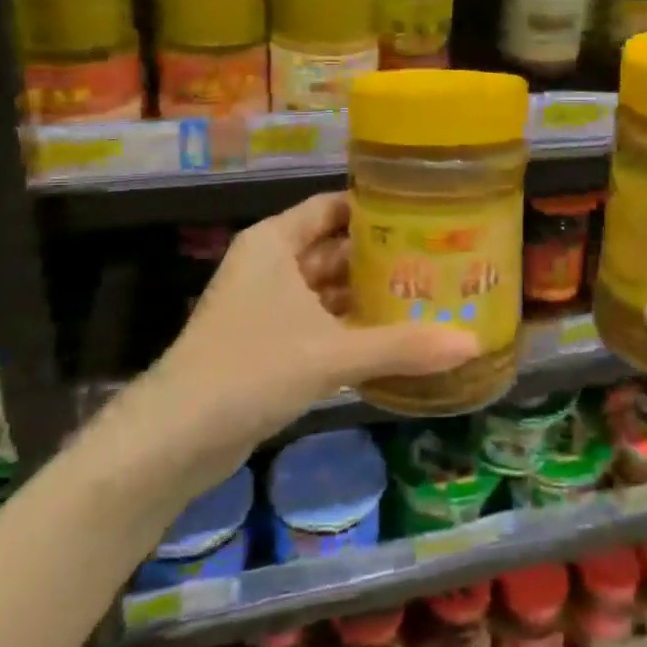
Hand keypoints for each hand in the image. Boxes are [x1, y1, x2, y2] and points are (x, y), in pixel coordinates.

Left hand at [125, 193, 479, 490]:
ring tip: (426, 295)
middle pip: (335, 248)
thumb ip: (402, 347)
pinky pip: (319, 322)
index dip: (376, 207)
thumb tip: (472, 343)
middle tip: (438, 258)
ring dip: (367, 295)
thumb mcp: (332, 354)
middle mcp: (271, 265)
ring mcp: (267, 305)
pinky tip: (393, 337)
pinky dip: (351, 326)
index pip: (332, 207)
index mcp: (275, 242)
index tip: (424, 212)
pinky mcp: (268, 344)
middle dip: (380, 256)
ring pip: (327, 289)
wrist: (174, 439)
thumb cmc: (251, 369)